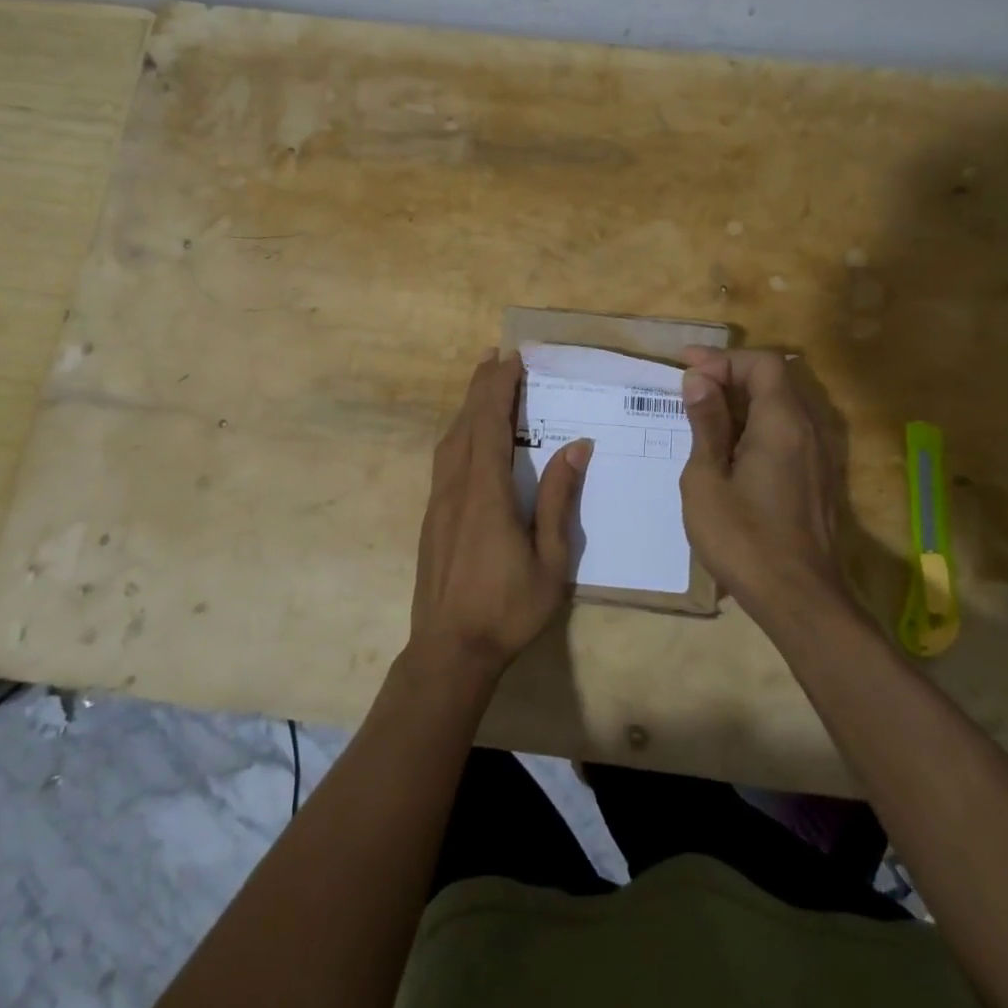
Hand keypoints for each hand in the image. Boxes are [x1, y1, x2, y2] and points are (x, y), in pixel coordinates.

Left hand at [410, 350, 590, 681]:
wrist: (449, 651)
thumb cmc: (507, 609)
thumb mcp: (550, 560)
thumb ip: (558, 500)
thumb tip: (576, 446)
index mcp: (486, 493)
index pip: (491, 425)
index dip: (500, 388)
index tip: (513, 359)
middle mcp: (456, 488)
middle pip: (466, 424)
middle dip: (481, 386)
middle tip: (496, 357)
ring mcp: (438, 502)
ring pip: (449, 441)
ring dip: (467, 407)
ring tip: (483, 386)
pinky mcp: (431, 517)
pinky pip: (444, 460)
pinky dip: (459, 434)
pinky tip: (469, 438)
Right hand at [678, 347, 844, 623]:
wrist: (797, 598)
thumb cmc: (743, 538)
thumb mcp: (707, 478)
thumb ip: (706, 424)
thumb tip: (699, 380)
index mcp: (782, 422)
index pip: (762, 363)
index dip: (723, 359)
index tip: (686, 368)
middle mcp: (808, 430)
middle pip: (775, 380)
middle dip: (730, 375)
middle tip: (689, 386)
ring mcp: (817, 456)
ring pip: (781, 406)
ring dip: (742, 401)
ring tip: (701, 415)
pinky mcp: (815, 478)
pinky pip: (786, 432)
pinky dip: (754, 425)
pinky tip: (726, 448)